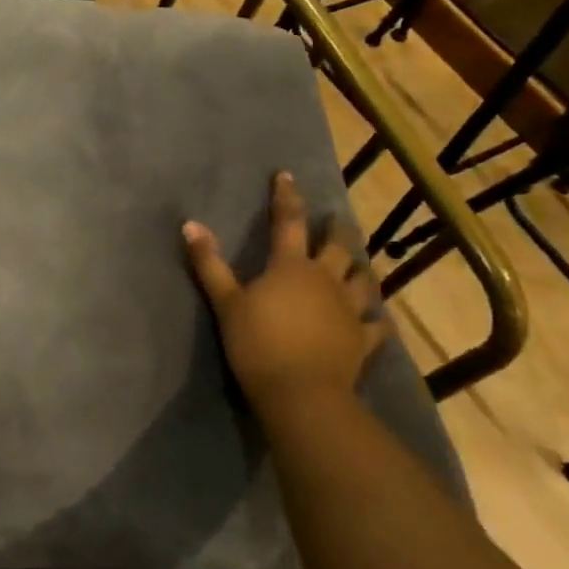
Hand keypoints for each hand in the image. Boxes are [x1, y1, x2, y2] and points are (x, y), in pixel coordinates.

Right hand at [184, 172, 386, 411]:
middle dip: (336, 229)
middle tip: (336, 219)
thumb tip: (190, 224)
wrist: (301, 393)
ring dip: (361, 269)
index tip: (285, 175)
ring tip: (360, 264)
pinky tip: (378, 317)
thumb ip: (209, 263)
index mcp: (291, 267)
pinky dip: (377, 318)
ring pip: (363, 281)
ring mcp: (349, 310)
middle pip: (338, 247)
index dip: (286, 197)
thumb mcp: (226, 302)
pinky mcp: (362, 340)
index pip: (288, 222)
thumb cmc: (258, 343)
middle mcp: (326, 280)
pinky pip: (376, 325)